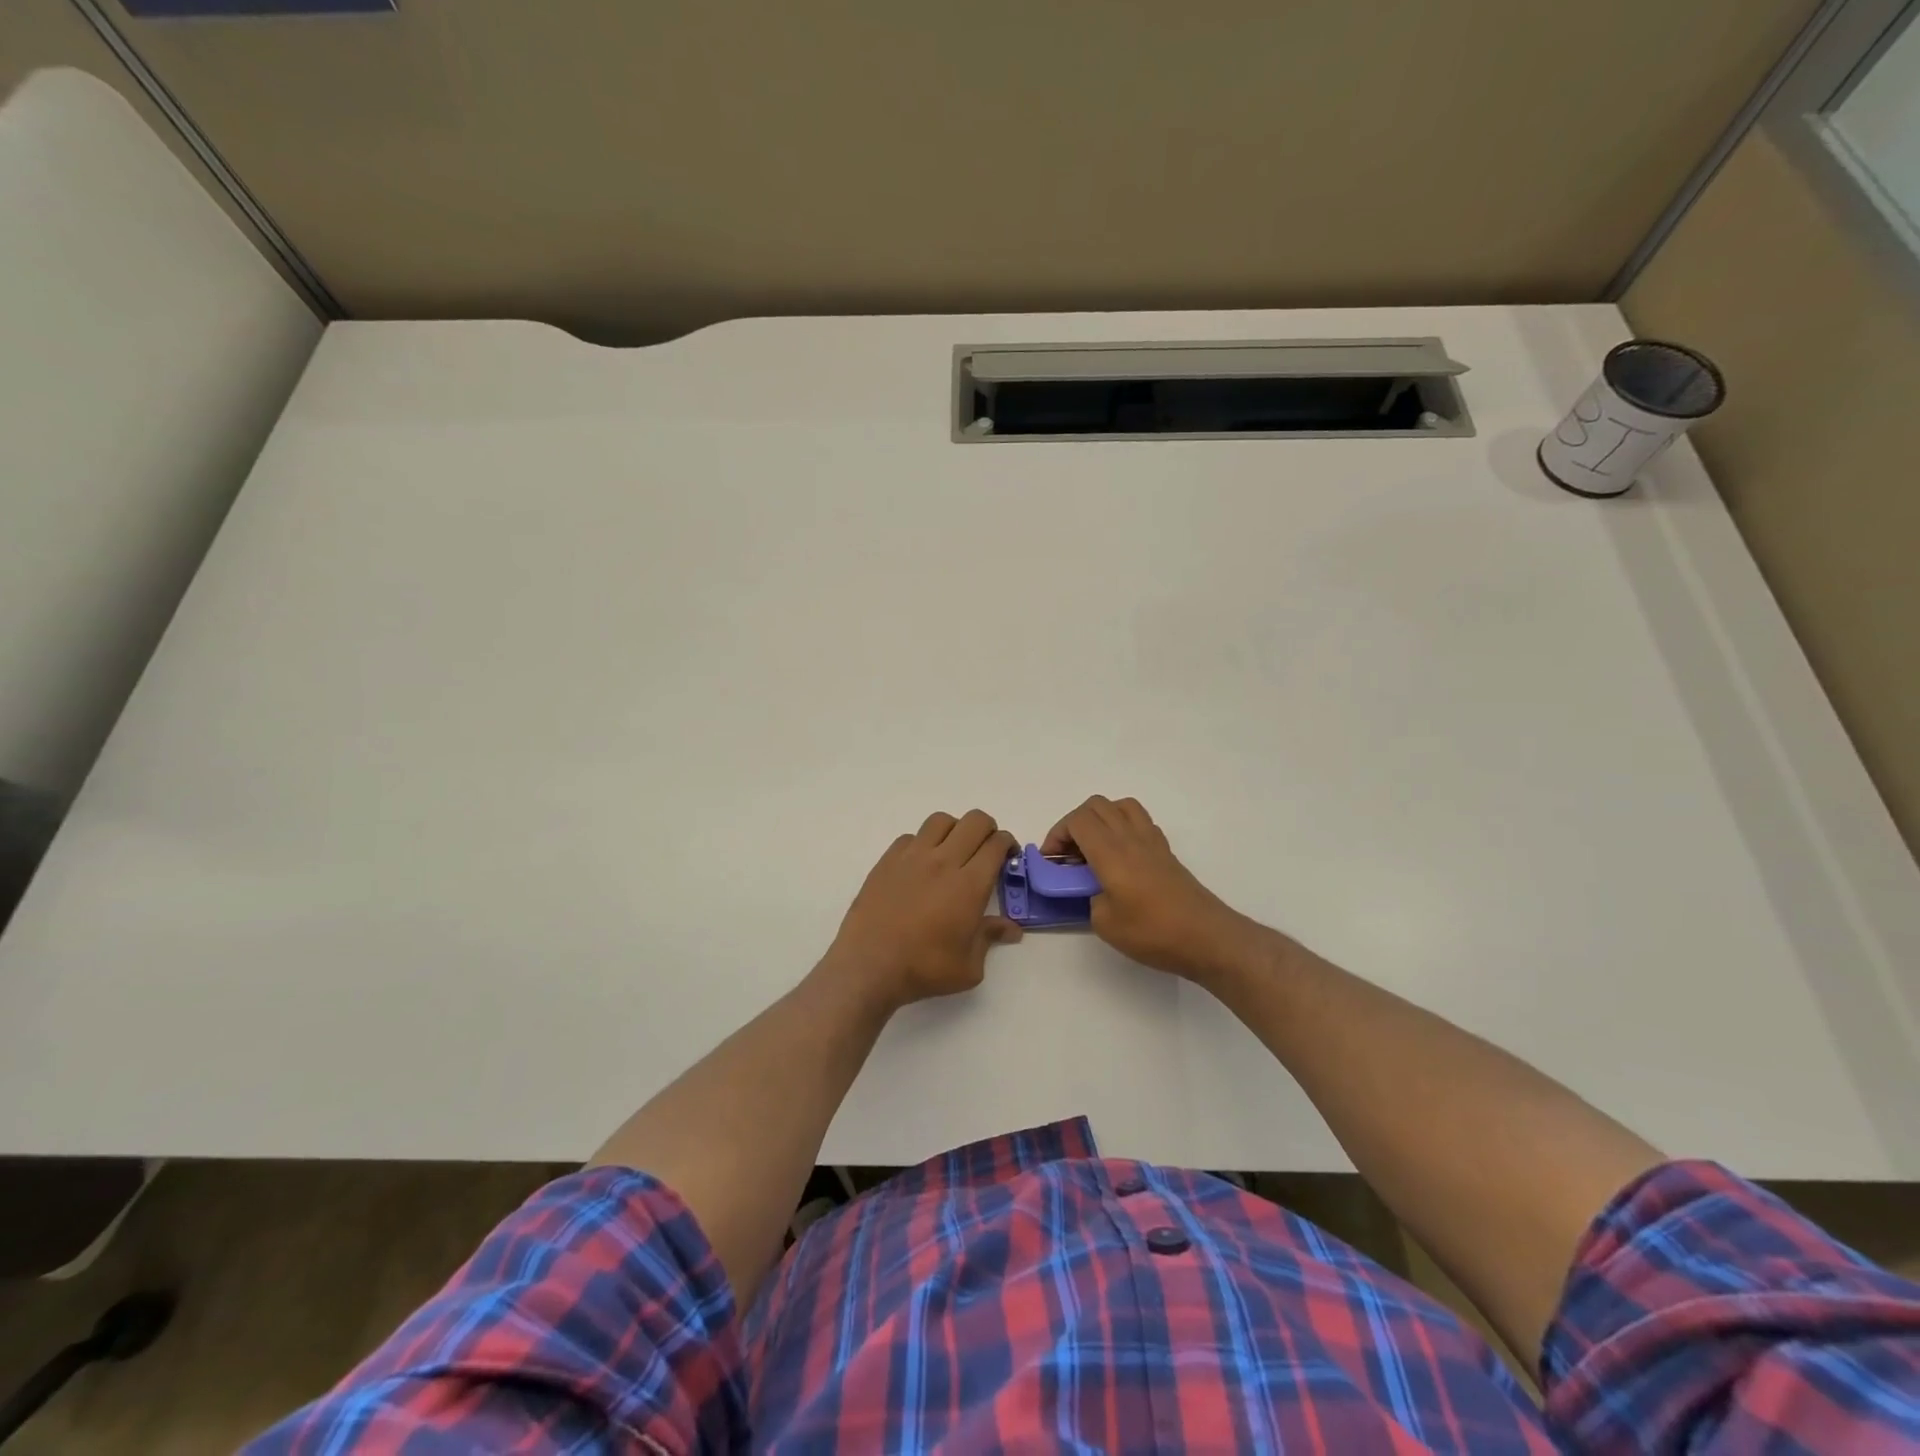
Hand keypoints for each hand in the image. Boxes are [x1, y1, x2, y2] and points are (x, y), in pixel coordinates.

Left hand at [827, 810, 1022, 1010]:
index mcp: (970, 884)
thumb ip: (990, 938)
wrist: (869, 965)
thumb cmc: (924, 969)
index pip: (996, 844)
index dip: (1007, 844)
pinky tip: (920, 865)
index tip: (1007, 856)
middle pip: (974, 821)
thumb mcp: (968, 966)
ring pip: (941, 821)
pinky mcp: (888, 860)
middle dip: (987, 829)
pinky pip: (911, 837)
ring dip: (954, 830)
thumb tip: (1011, 929)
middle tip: (985, 850)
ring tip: (953, 851)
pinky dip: (922, 843)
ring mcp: (913, 857)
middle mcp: (944, 861)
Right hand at [1043, 795, 1256, 983]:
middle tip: (1069, 856)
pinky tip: (1120, 858)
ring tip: (1094, 850)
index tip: (1052, 862)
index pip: (1077, 820)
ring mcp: (1152, 841)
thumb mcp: (1105, 923)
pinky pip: (1139, 822)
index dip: (1057, 835)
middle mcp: (1130, 837)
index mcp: (1110, 851)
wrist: (1207, 937)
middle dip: (1074, 825)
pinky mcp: (1166, 852)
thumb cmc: (1153, 931)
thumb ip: (1090, 898)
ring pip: (1120, 807)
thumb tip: (1094, 889)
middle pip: (1096, 806)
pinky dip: (1122, 828)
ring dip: (1100, 820)